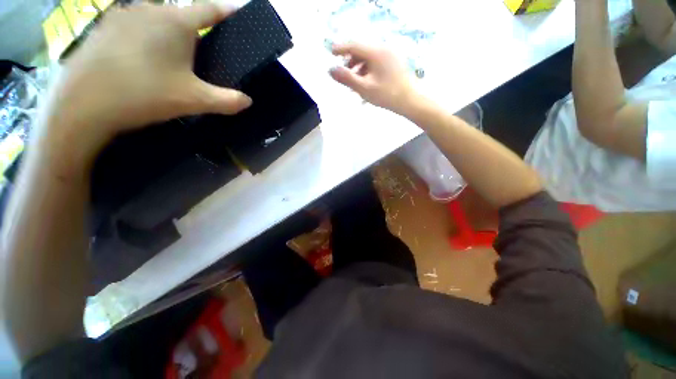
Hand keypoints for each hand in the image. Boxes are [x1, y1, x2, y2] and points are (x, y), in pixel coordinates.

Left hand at [40, 2, 251, 161]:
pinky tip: (144, 61)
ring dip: (169, 37)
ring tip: (171, 62)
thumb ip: (227, 100)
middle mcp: (151, 9)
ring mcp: (124, 14)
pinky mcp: (105, 26)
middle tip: (201, 58)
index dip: (227, 11)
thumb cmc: (145, 95)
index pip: (210, 9)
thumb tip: (248, 100)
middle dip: (196, 33)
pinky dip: (147, 39)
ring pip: (158, 21)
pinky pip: (136, 27)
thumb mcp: (195, 101)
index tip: (239, 14)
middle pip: (183, 17)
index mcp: (176, 22)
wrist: (84, 104)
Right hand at [329, 43, 416, 115]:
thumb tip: (331, 70)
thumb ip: (346, 78)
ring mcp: (391, 55)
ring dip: (359, 69)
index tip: (331, 53)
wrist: (410, 101)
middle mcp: (384, 49)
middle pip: (362, 51)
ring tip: (355, 84)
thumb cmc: (387, 95)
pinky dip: (368, 71)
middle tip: (344, 76)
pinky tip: (366, 84)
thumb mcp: (364, 88)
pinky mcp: (395, 62)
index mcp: (376, 52)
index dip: (341, 49)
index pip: (354, 46)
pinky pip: (377, 63)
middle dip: (351, 63)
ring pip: (369, 58)